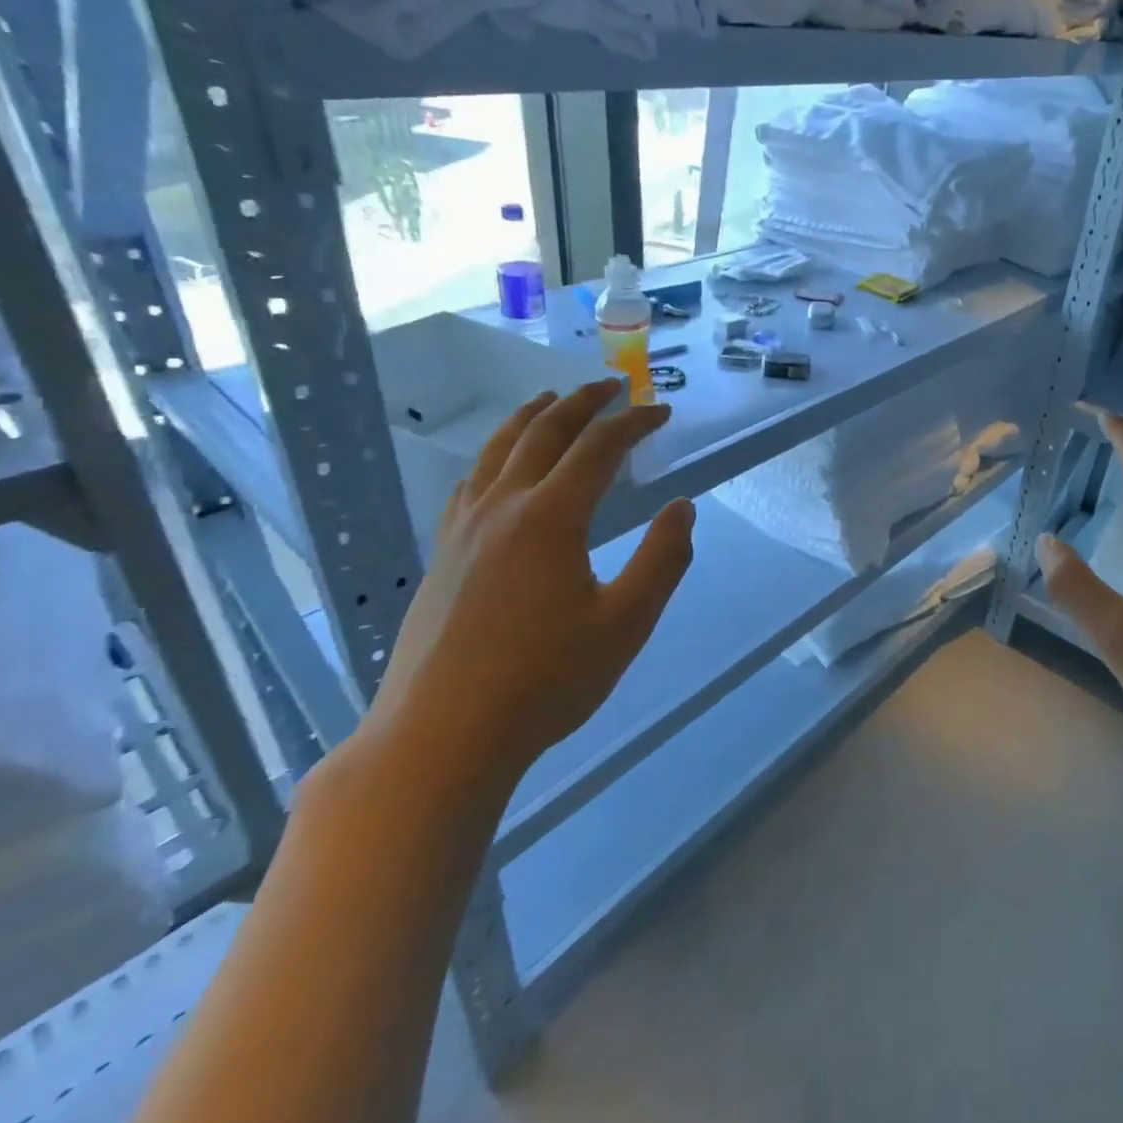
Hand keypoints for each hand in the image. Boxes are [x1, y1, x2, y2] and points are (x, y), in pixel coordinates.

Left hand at [363, 379, 694, 794]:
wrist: (441, 737)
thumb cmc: (545, 680)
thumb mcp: (627, 624)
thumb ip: (662, 560)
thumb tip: (682, 508)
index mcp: (551, 518)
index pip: (599, 448)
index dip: (634, 423)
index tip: (662, 412)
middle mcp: (503, 508)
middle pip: (544, 433)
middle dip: (582, 402)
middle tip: (611, 385)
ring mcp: (464, 530)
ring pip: (497, 451)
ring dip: (531, 417)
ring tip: (552, 400)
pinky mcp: (443, 556)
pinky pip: (469, 483)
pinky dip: (493, 456)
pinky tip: (497, 467)